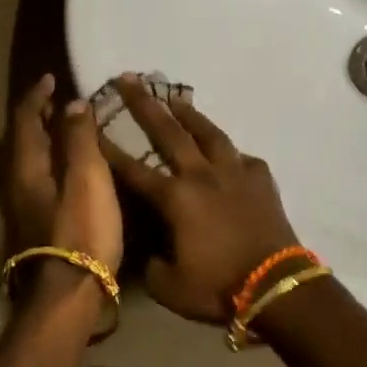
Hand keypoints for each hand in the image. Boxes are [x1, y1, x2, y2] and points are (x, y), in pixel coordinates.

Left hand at [0, 75, 122, 289]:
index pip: (25, 119)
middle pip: (23, 140)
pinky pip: (40, 177)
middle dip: (39, 116)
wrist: (68, 294)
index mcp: (26, 167)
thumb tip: (72, 104)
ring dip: (45, 139)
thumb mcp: (87, 178)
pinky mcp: (36, 224)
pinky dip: (53, 160)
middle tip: (60, 100)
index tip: (51, 78)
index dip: (37, 96)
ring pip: (30, 160)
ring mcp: (23, 207)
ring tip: (68, 129)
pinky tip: (71, 169)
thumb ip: (80, 138)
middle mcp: (17, 183)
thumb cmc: (81, 230)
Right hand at [99, 75, 301, 322]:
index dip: (109, 148)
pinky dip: (230, 153)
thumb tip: (150, 250)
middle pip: (169, 132)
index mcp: (175, 199)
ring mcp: (235, 172)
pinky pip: (242, 157)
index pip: (133, 169)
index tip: (92, 124)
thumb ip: (151, 263)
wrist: (275, 286)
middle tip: (129, 78)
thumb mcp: (169, 287)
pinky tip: (227, 152)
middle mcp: (202, 175)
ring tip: (175, 98)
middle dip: (145, 104)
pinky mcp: (261, 178)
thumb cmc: (218, 287)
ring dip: (190, 113)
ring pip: (209, 133)